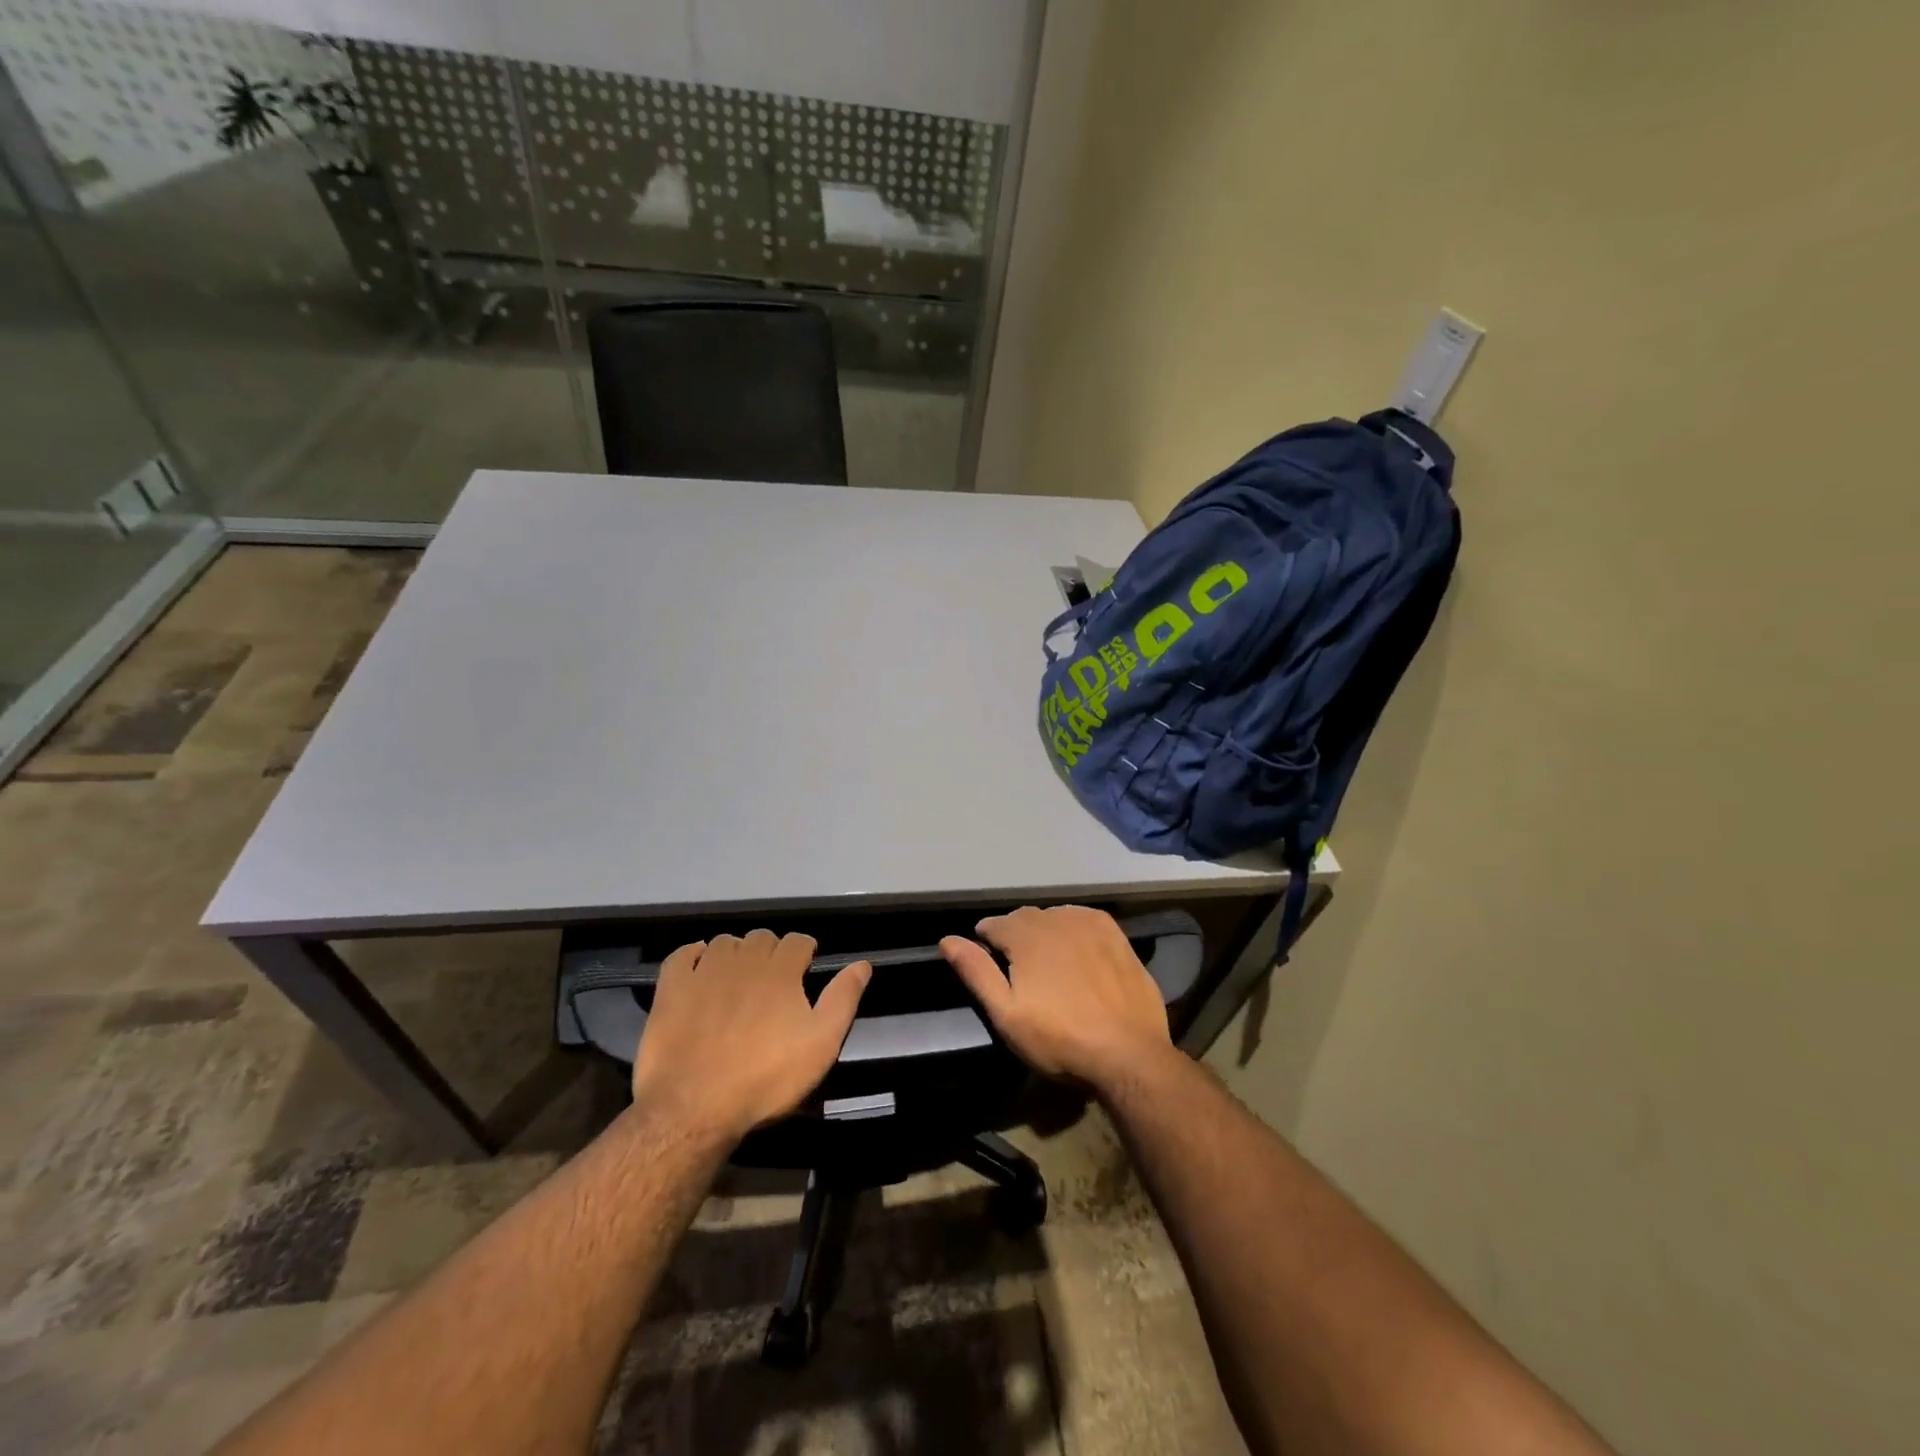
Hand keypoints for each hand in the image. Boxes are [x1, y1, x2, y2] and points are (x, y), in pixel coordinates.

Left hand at [631, 930, 870, 1141]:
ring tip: (738, 977)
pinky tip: (698, 966)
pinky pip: (681, 955)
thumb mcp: (821, 1045)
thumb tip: (862, 964)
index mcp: (781, 971)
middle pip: (762, 937)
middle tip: (773, 979)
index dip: (804, 952)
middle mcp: (744, 960)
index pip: (798, 941)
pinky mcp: (671, 989)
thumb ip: (843, 999)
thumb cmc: (766, 1078)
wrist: (695, 1107)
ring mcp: (704, 972)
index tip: (805, 970)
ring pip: (725, 942)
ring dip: (736, 952)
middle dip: (771, 951)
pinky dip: (692, 954)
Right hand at [940, 905, 1172, 1090]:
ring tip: (1049, 965)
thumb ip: (976, 972)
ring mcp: (1090, 924)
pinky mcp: (1116, 935)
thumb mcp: (1006, 1014)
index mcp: (1025, 934)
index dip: (986, 943)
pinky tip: (1079, 954)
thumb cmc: (1059, 1038)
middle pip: (1024, 918)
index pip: (993, 925)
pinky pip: (1084, 921)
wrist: (1128, 1053)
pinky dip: (1074, 932)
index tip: (991, 965)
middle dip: (1015, 937)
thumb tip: (946, 940)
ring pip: (1055, 917)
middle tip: (1019, 971)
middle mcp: (1055, 918)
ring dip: (1045, 933)